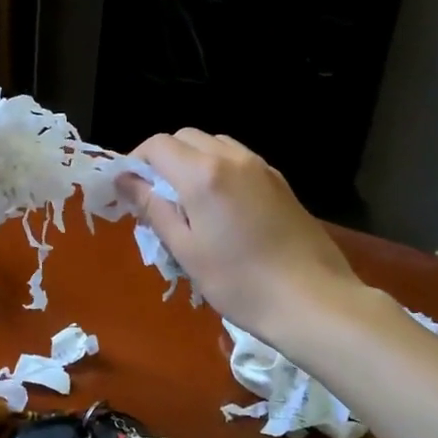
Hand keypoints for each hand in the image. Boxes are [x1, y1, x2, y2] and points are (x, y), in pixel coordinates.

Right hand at [120, 129, 362, 334]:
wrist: (312, 299)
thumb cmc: (238, 282)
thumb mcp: (185, 249)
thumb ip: (153, 208)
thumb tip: (125, 181)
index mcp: (203, 174)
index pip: (157, 145)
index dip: (135, 161)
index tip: (129, 191)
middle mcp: (232, 158)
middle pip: (186, 137)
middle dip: (163, 159)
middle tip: (155, 197)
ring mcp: (261, 167)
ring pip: (214, 144)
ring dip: (192, 161)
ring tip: (188, 202)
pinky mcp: (280, 182)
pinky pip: (239, 160)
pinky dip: (219, 170)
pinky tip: (221, 208)